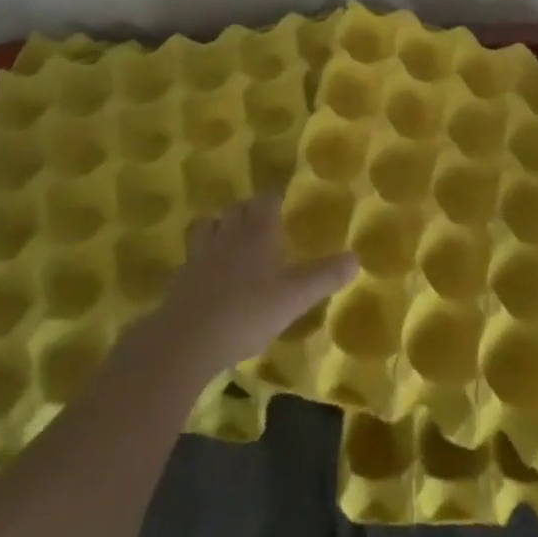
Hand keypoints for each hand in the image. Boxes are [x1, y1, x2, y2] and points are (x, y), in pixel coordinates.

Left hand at [152, 190, 357, 378]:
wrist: (187, 340)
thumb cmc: (248, 311)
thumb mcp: (295, 297)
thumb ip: (325, 276)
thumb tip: (356, 258)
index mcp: (257, 231)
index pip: (267, 199)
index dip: (276, 196)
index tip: (285, 200)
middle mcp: (228, 233)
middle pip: (238, 208)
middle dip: (250, 209)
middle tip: (263, 221)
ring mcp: (201, 254)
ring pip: (210, 225)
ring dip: (221, 227)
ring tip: (232, 240)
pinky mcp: (181, 278)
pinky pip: (193, 256)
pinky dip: (202, 257)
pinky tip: (210, 275)